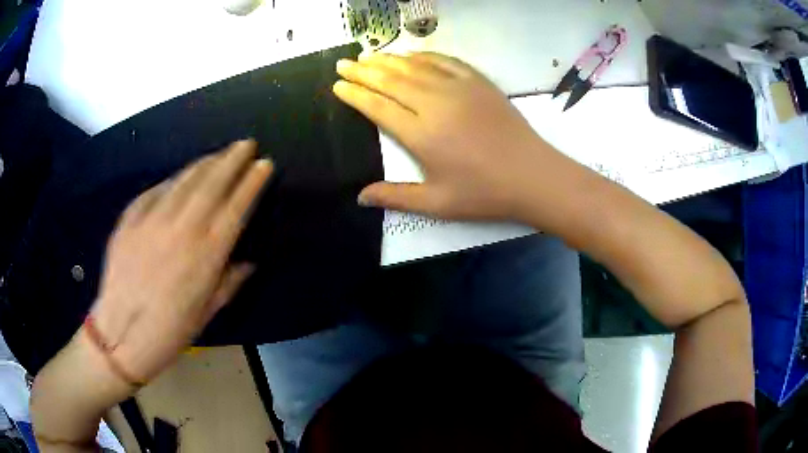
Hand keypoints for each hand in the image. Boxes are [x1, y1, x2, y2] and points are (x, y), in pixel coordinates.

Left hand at [90, 140, 272, 382]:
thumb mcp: (207, 313)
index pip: (236, 207)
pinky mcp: (130, 218)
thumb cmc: (170, 331)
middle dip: (232, 159)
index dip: (252, 182)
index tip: (264, 163)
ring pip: (184, 180)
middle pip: (212, 183)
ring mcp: (153, 220)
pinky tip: (179, 177)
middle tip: (245, 143)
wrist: (121, 334)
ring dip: (204, 163)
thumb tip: (248, 261)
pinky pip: (155, 191)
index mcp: (206, 254)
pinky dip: (171, 181)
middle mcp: (182, 229)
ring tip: (217, 154)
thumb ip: (230, 282)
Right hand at [333, 52, 584, 221]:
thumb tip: (359, 197)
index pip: (377, 107)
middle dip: (363, 71)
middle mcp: (434, 104)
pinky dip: (424, 55)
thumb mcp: (437, 203)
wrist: (533, 176)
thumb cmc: (484, 194)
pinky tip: (411, 54)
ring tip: (368, 55)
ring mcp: (459, 88)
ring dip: (388, 59)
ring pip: (414, 67)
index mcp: (421, 134)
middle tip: (343, 63)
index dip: (354, 94)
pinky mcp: (479, 82)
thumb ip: (395, 197)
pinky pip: (445, 61)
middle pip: (390, 80)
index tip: (338, 85)